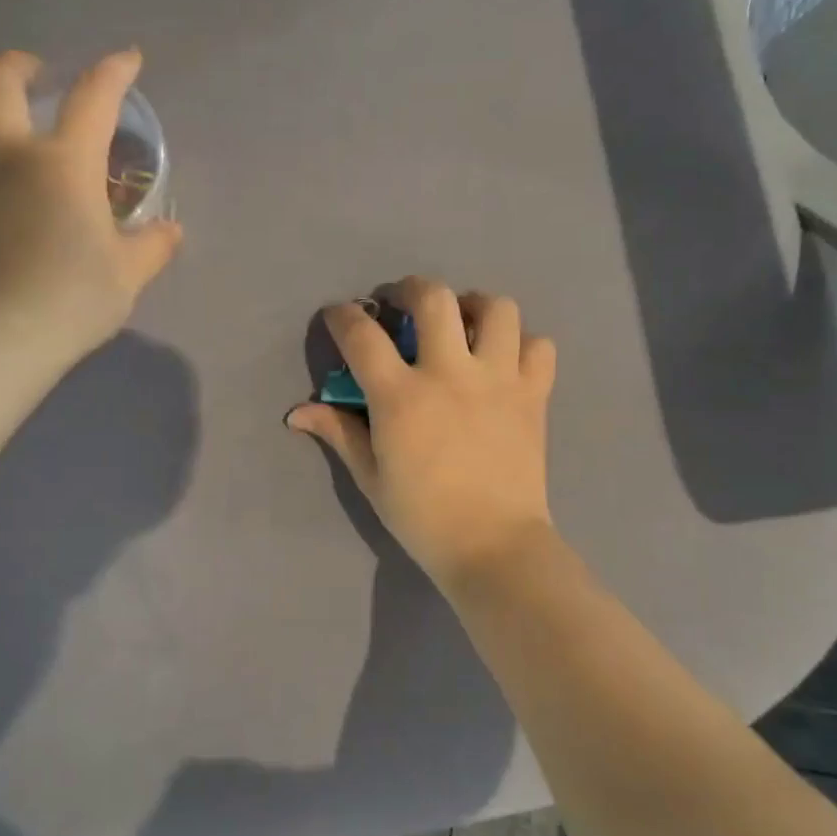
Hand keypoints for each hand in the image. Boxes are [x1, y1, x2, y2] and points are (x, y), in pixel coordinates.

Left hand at [0, 49, 182, 359]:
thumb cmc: (74, 296)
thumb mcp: (128, 275)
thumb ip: (151, 247)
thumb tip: (169, 231)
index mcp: (65, 164)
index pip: (93, 100)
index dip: (113, 72)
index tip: (127, 59)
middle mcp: (11, 161)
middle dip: (16, 67)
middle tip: (33, 72)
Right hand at [287, 276, 558, 589]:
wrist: (493, 546)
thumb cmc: (422, 516)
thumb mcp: (370, 476)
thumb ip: (338, 432)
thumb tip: (297, 412)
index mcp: (401, 396)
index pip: (362, 335)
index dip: (344, 316)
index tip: (341, 316)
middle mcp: (450, 373)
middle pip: (433, 298)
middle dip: (410, 289)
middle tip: (403, 304)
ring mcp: (498, 380)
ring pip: (496, 308)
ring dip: (474, 306)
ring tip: (463, 323)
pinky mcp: (534, 394)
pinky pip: (539, 346)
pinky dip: (521, 344)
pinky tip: (504, 361)